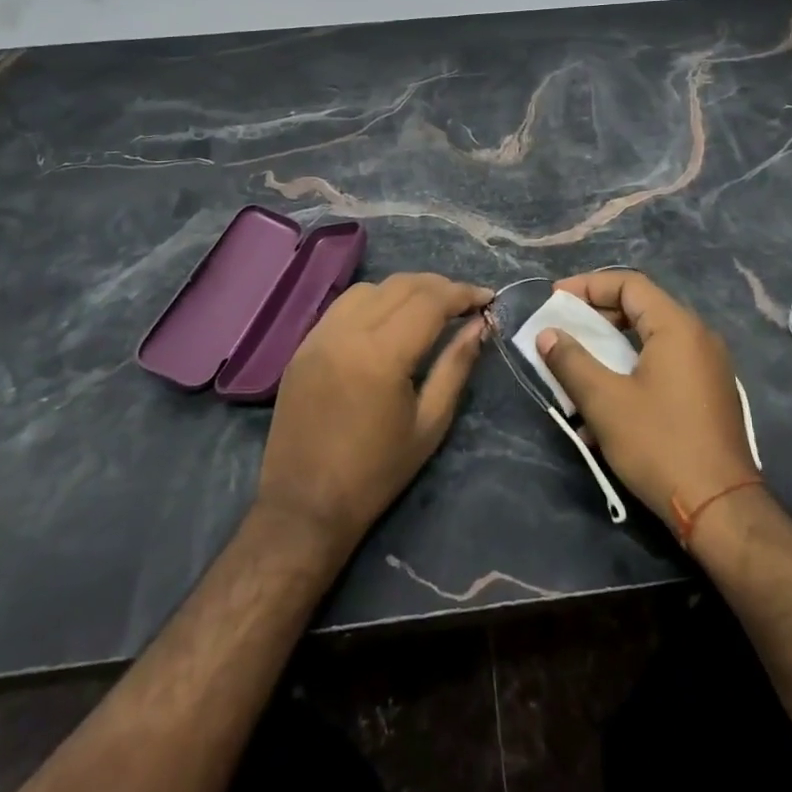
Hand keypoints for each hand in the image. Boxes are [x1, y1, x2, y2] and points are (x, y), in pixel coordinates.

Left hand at [258, 272, 491, 554]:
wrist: (304, 506)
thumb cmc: (376, 473)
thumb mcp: (429, 423)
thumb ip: (456, 366)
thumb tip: (480, 325)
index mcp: (381, 355)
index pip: (430, 301)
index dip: (463, 294)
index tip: (488, 298)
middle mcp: (347, 332)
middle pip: (401, 285)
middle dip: (439, 286)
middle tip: (465, 301)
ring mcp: (319, 336)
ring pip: (371, 288)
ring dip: (405, 289)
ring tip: (429, 307)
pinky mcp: (303, 346)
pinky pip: (344, 306)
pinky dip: (374, 300)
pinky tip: (389, 319)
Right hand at [536, 271, 758, 527]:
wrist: (720, 509)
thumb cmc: (659, 445)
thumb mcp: (605, 401)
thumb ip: (571, 361)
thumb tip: (547, 334)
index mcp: (677, 327)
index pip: (630, 284)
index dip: (588, 286)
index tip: (556, 299)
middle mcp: (698, 337)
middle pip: (641, 308)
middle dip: (597, 317)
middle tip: (564, 330)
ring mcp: (708, 367)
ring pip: (650, 341)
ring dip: (611, 349)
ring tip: (578, 368)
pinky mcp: (709, 395)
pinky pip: (664, 366)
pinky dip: (632, 371)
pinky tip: (607, 406)